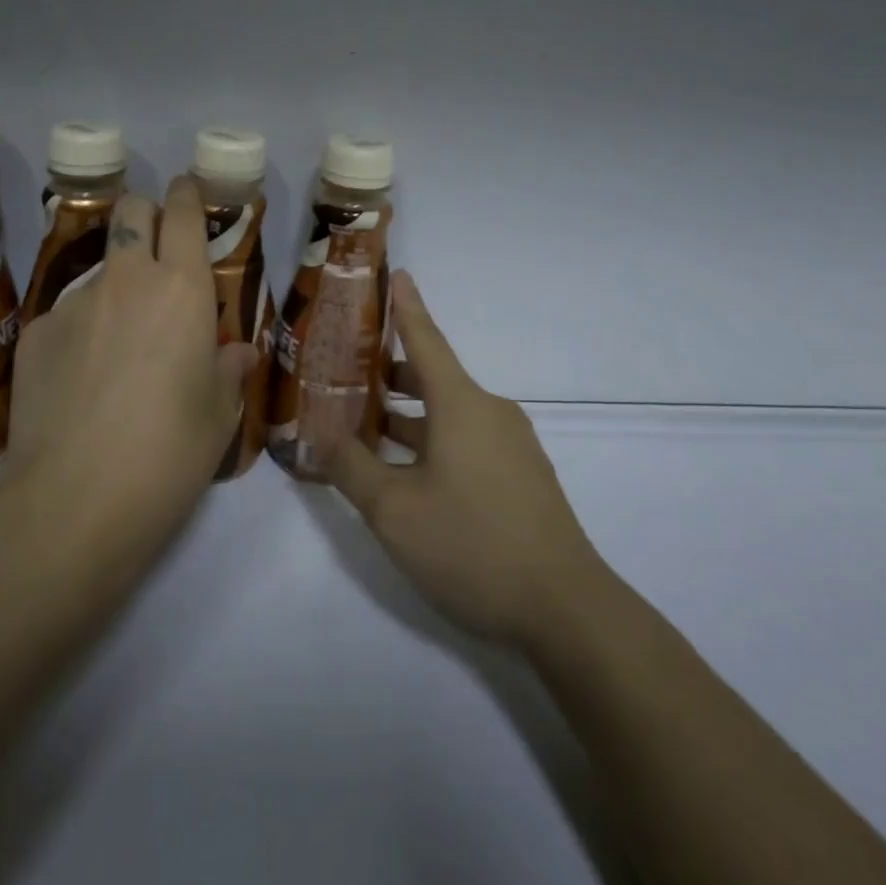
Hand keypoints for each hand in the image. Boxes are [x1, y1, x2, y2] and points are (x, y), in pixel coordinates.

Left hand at [2, 176, 256, 540]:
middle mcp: (127, 281)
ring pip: (100, 271)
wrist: (74, 501)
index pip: (182, 215)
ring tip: (118, 348)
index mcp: (181, 290)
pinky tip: (81, 382)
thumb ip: (229, 369)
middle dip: (145, 213)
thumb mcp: (218, 414)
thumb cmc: (169, 453)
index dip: (186, 194)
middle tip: (156, 247)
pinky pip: (68, 316)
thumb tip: (238, 352)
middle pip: (130, 212)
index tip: (187, 190)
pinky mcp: (36, 334)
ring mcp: (74, 303)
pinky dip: (82, 333)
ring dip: (116, 288)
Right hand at [328, 270, 606, 649]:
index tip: (397, 274)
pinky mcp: (521, 475)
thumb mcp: (395, 510)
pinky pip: (467, 439)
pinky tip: (408, 472)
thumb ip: (351, 467)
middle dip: (390, 373)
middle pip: (433, 378)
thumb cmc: (473, 544)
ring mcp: (511, 444)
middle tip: (346, 372)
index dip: (406, 306)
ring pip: (449, 413)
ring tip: (366, 426)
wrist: (567, 610)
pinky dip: (433, 440)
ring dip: (408, 415)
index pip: (426, 339)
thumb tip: (318, 436)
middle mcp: (489, 411)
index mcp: (461, 403)